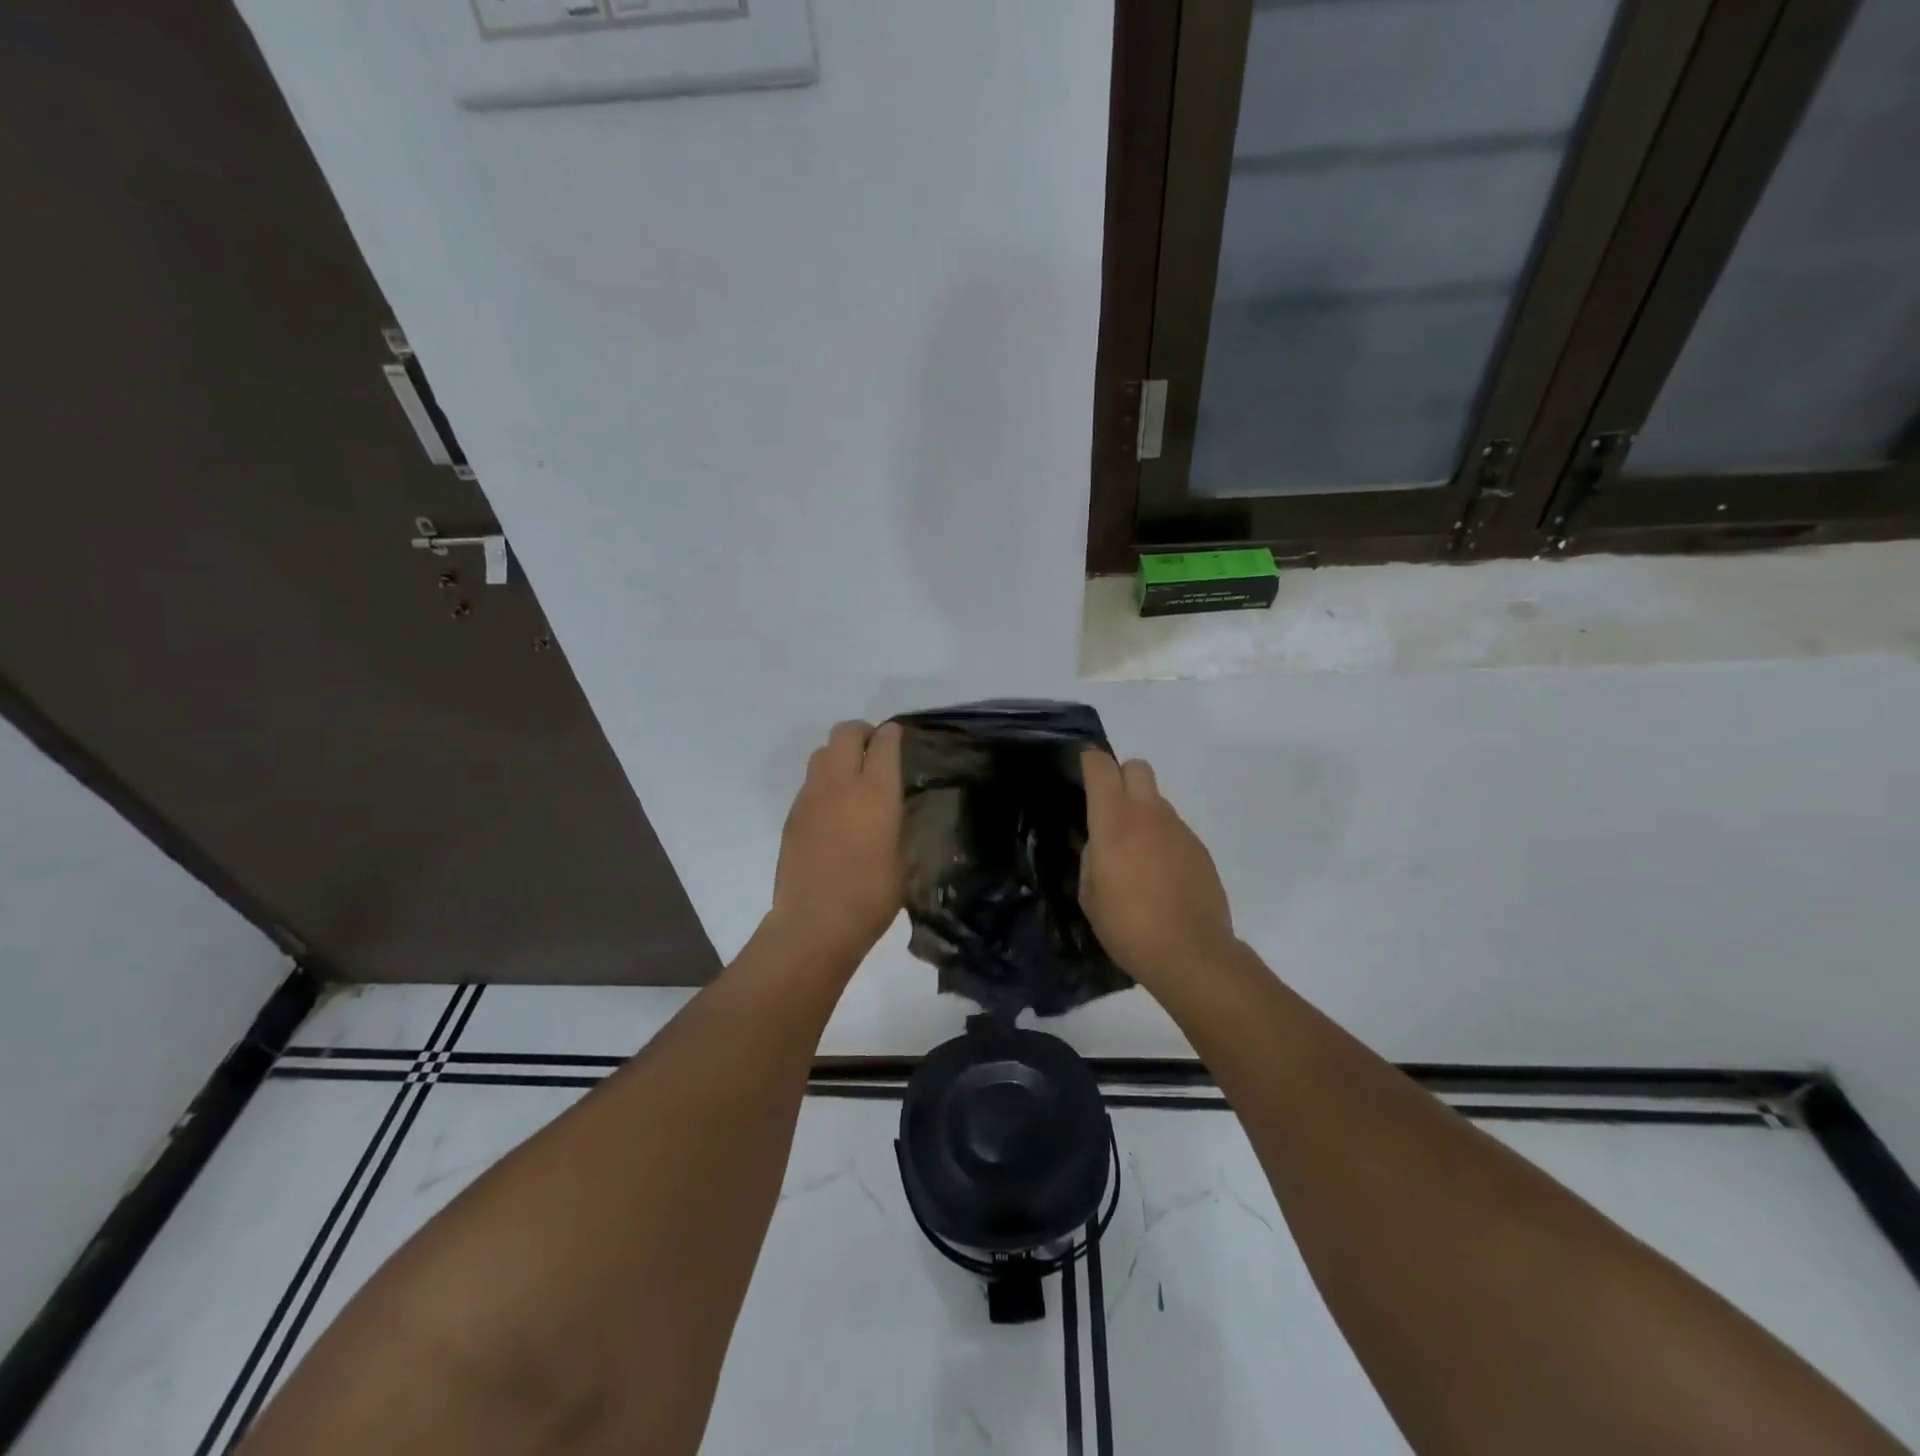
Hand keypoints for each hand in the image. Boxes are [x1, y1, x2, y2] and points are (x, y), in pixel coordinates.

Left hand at [767, 720, 906, 967]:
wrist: (815, 923)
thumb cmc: (871, 895)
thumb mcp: (902, 858)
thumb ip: (898, 824)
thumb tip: (894, 809)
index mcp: (876, 792)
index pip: (884, 743)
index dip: (892, 734)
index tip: (897, 736)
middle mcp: (841, 783)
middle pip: (845, 733)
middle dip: (861, 733)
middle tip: (873, 750)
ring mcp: (811, 797)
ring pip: (822, 752)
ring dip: (839, 754)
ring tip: (851, 777)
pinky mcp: (792, 815)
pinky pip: (809, 782)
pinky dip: (824, 783)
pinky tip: (833, 809)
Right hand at [1079, 749, 1235, 989]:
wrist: (1190, 953)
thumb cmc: (1127, 925)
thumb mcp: (1089, 893)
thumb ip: (1092, 857)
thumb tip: (1101, 844)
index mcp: (1115, 821)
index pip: (1101, 767)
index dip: (1089, 762)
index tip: (1082, 772)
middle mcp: (1149, 814)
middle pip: (1137, 768)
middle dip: (1120, 777)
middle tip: (1110, 809)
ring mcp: (1179, 830)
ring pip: (1157, 801)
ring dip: (1143, 814)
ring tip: (1135, 856)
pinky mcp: (1200, 849)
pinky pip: (1174, 830)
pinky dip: (1162, 840)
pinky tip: (1160, 876)